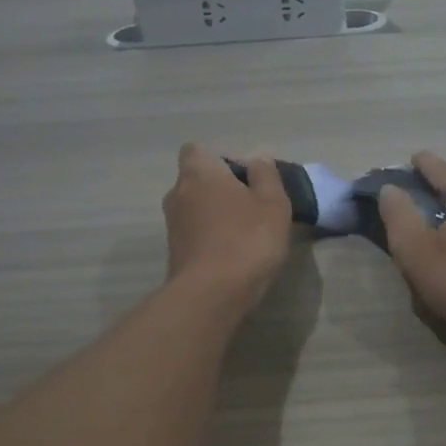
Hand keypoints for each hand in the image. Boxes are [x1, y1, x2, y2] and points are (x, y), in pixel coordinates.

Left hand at [163, 145, 292, 309]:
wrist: (212, 294)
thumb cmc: (247, 239)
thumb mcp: (273, 203)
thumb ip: (266, 176)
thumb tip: (257, 160)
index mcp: (199, 172)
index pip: (197, 150)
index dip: (221, 160)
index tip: (245, 178)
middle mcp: (177, 193)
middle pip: (197, 180)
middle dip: (221, 189)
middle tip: (252, 207)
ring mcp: (172, 225)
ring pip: (196, 209)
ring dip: (217, 216)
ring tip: (246, 234)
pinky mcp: (175, 253)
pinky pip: (196, 234)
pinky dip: (211, 238)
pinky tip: (234, 254)